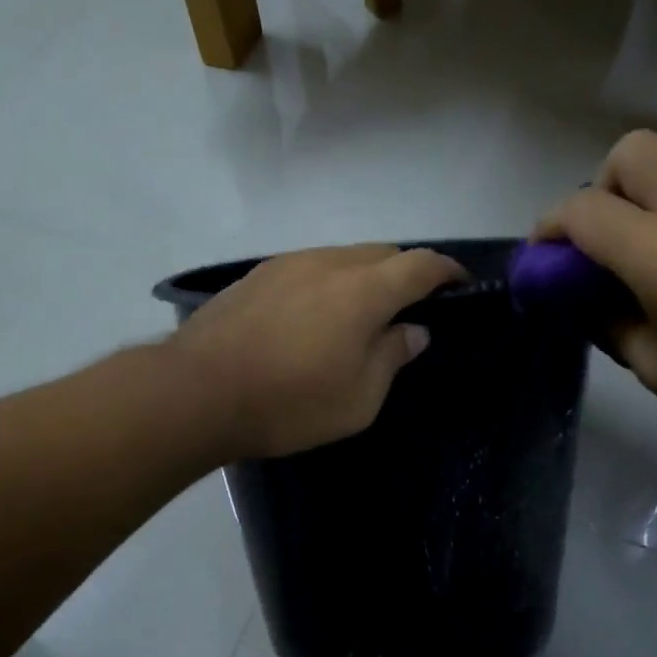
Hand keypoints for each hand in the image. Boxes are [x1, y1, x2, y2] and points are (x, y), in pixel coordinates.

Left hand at [169, 244, 465, 459]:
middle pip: (382, 253)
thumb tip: (414, 330)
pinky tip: (316, 315)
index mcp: (364, 290)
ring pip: (343, 256)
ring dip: (364, 276)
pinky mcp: (257, 275)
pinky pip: (310, 267)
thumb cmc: (289, 403)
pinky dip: (328, 282)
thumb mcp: (358, 398)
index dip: (446, 271)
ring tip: (361, 313)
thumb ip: (392, 356)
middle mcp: (329, 262)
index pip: (421, 265)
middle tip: (410, 307)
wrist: (197, 392)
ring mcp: (288, 263)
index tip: (459, 284)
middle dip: (405, 272)